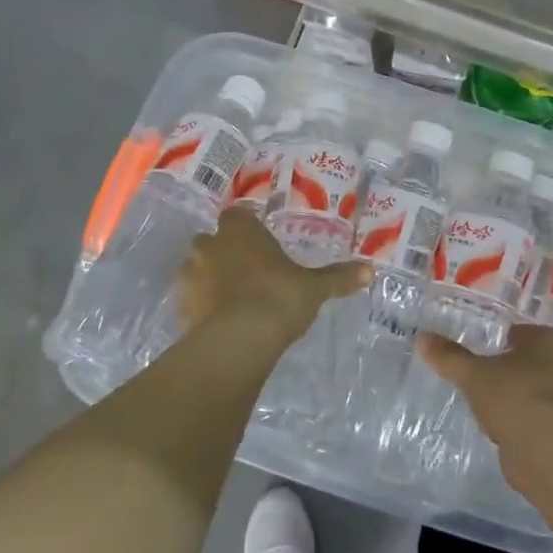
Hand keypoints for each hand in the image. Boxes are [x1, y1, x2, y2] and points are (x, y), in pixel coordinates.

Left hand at [176, 208, 368, 343]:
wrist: (241, 338)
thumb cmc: (280, 296)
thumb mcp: (315, 287)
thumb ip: (338, 277)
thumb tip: (370, 271)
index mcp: (240, 231)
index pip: (236, 215)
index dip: (245, 226)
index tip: (258, 239)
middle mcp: (210, 247)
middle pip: (211, 240)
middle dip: (224, 251)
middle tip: (246, 269)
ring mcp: (191, 277)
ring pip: (196, 269)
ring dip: (209, 278)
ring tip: (231, 297)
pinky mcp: (182, 307)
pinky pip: (191, 300)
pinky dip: (202, 306)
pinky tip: (220, 321)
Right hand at [418, 323, 552, 473]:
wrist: (547, 448)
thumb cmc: (513, 395)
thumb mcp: (473, 374)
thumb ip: (449, 357)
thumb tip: (422, 337)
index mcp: (547, 341)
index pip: (524, 332)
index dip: (504, 337)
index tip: (484, 345)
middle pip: (531, 360)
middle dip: (510, 366)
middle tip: (482, 372)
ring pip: (533, 389)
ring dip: (515, 394)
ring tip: (486, 400)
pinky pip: (534, 415)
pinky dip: (519, 418)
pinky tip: (500, 426)